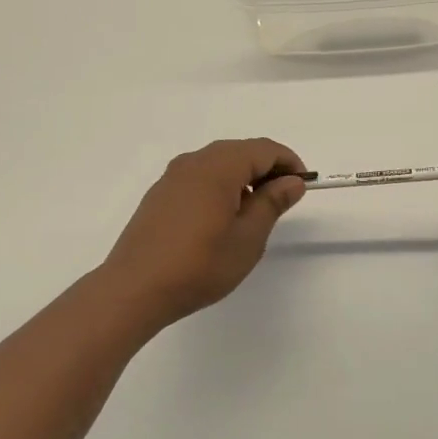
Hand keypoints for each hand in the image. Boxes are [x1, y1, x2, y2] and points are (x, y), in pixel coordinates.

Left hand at [100, 138, 308, 328]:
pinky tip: (222, 218)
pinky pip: (199, 177)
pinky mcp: (160, 194)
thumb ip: (272, 203)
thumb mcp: (247, 238)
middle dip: (266, 169)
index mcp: (218, 167)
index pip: (263, 149)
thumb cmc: (199, 265)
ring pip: (218, 163)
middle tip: (283, 199)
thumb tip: (291, 182)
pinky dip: (220, 186)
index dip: (288, 163)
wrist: (134, 288)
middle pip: (240, 151)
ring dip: (243, 178)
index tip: (303, 186)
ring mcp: (172, 177)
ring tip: (254, 212)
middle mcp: (193, 162)